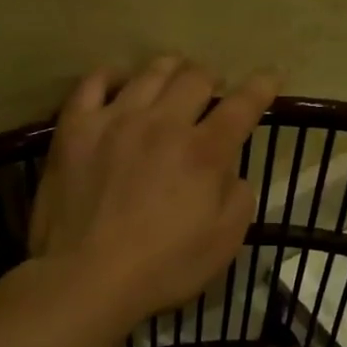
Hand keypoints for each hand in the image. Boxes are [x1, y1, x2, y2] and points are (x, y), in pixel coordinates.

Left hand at [29, 56, 277, 328]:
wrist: (85, 277)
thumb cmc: (162, 268)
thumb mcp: (224, 243)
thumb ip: (239, 197)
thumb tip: (231, 171)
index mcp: (204, 151)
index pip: (243, 105)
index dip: (262, 86)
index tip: (270, 77)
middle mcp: (163, 123)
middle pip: (195, 77)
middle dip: (212, 77)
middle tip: (212, 89)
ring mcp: (115, 120)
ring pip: (149, 72)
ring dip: (170, 69)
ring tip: (173, 76)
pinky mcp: (75, 128)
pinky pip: (93, 83)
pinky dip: (111, 76)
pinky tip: (119, 81)